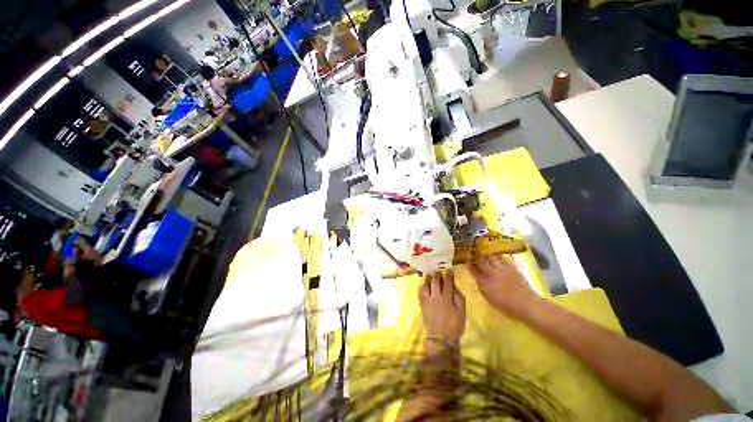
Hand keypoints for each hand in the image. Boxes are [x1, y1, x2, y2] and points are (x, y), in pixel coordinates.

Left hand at [419, 270, 465, 349]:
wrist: (441, 338)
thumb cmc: (454, 325)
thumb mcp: (462, 312)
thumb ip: (459, 298)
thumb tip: (455, 287)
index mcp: (447, 298)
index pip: (448, 283)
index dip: (448, 275)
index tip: (449, 270)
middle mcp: (436, 296)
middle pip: (435, 281)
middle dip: (437, 275)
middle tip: (438, 271)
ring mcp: (428, 300)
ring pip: (426, 285)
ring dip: (428, 279)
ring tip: (430, 275)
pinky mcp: (422, 304)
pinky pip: (421, 292)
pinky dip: (422, 286)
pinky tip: (424, 285)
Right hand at [468, 255, 537, 318]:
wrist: (527, 304)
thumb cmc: (506, 305)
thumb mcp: (488, 296)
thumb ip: (480, 284)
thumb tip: (474, 274)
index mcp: (485, 280)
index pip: (473, 269)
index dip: (468, 263)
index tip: (465, 260)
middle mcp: (492, 272)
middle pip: (481, 260)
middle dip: (476, 256)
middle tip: (472, 254)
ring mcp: (502, 268)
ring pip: (491, 257)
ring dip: (486, 255)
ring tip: (483, 254)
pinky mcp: (512, 267)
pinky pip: (502, 258)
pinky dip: (497, 257)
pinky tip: (496, 258)